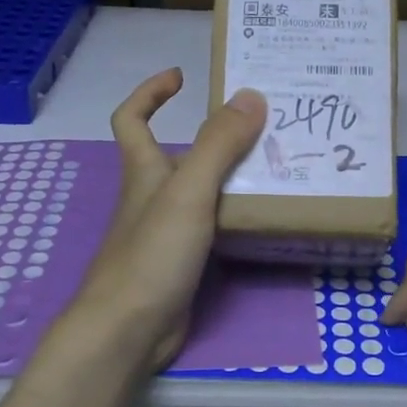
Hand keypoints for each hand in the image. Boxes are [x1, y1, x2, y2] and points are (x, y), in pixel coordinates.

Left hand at [66, 69, 266, 370]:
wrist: (129, 330)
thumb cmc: (151, 254)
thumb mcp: (188, 191)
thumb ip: (219, 144)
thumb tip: (251, 95)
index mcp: (144, 171)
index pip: (132, 119)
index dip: (150, 93)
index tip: (181, 76)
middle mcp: (153, 196)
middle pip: (178, 154)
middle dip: (215, 136)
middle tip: (263, 125)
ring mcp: (167, 231)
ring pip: (201, 191)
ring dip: (232, 175)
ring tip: (278, 164)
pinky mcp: (183, 262)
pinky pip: (212, 225)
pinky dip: (234, 214)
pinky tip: (263, 215)